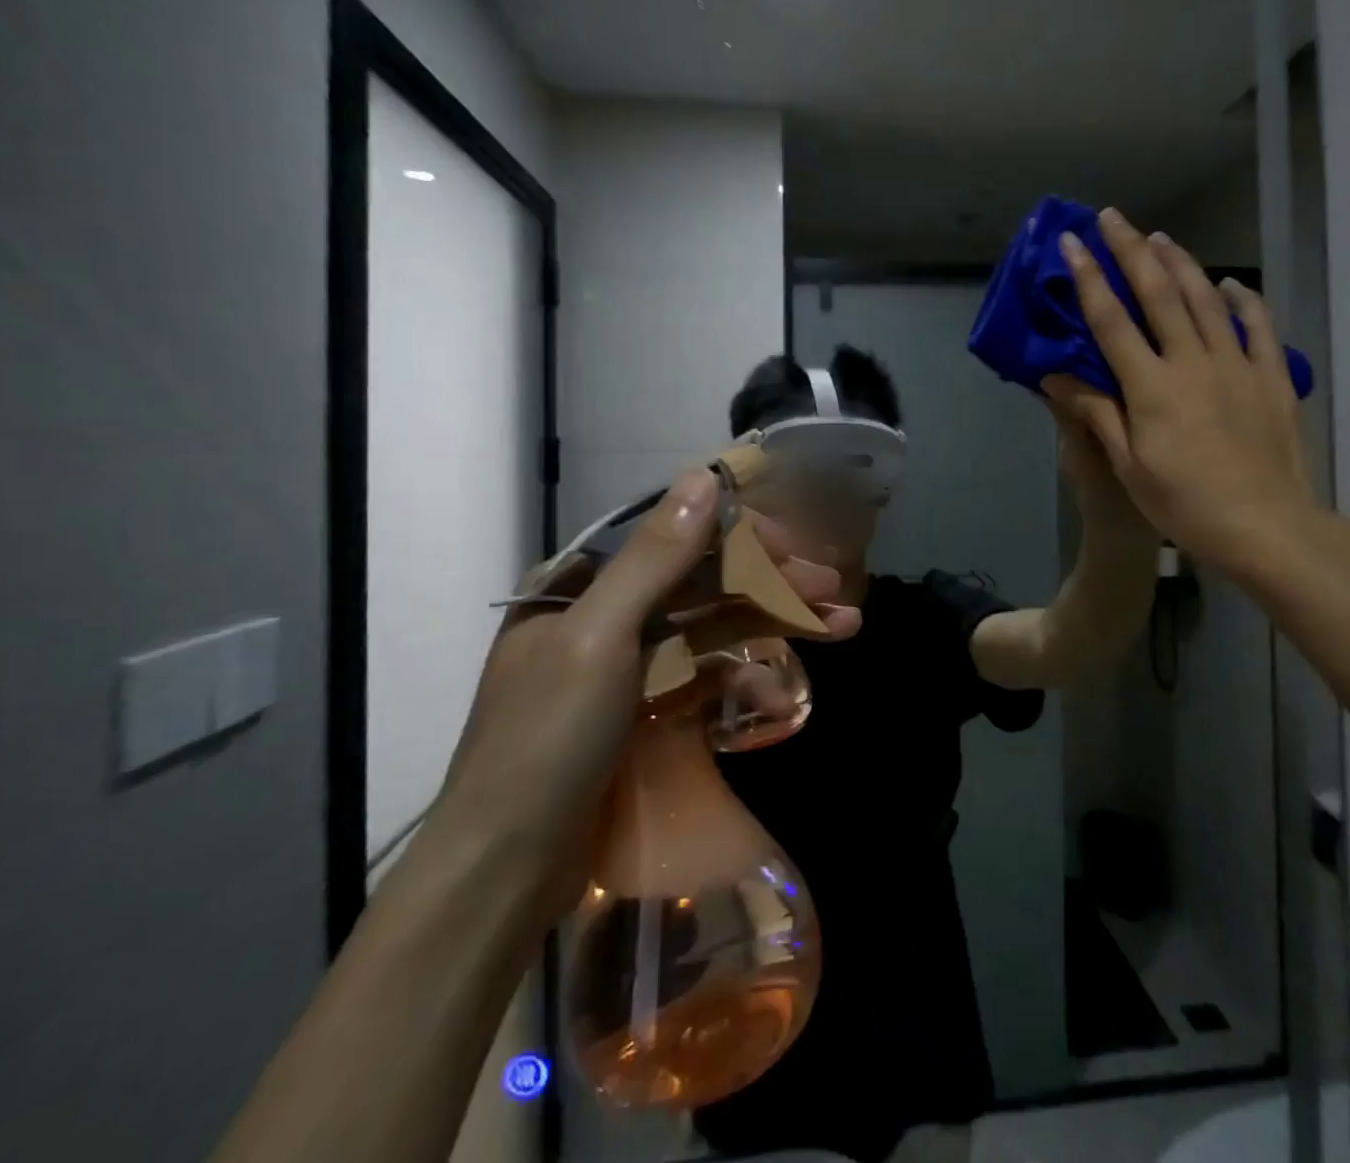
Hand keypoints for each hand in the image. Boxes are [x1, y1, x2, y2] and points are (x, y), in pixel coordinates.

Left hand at [436, 468, 858, 916]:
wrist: (504, 873)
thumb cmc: (545, 742)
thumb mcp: (599, 638)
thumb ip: (654, 558)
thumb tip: (704, 477)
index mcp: (583, 586)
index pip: (675, 536)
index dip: (741, 536)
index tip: (796, 548)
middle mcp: (607, 614)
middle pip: (704, 582)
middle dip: (773, 582)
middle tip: (837, 589)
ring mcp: (629, 665)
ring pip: (714, 627)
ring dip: (776, 623)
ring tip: (844, 624)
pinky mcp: (646, 711)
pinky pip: (706, 674)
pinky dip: (748, 674)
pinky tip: (786, 689)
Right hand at [1042, 208, 1319, 577]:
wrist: (1266, 526)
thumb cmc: (1185, 503)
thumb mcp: (1130, 466)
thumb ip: (1096, 413)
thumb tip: (1056, 377)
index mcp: (1151, 387)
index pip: (1112, 322)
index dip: (1089, 279)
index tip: (1071, 243)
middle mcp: (1193, 363)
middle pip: (1159, 294)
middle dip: (1132, 251)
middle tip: (1113, 217)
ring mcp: (1237, 365)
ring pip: (1206, 299)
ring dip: (1181, 263)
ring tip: (1160, 237)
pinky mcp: (1271, 377)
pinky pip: (1258, 326)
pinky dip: (1243, 299)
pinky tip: (1231, 283)